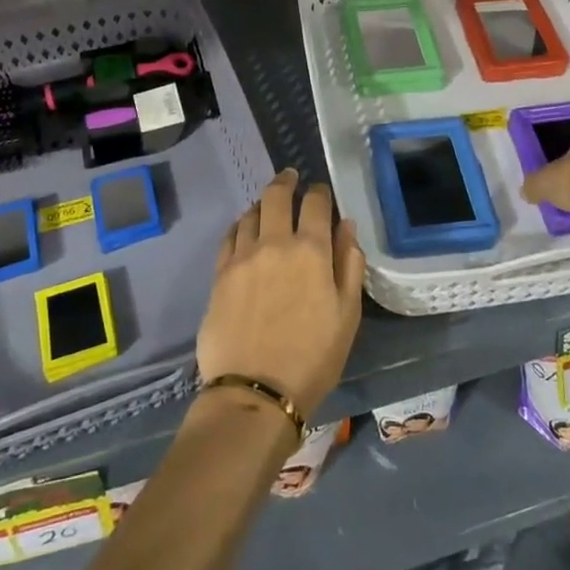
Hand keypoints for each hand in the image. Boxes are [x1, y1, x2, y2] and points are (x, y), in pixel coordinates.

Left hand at [198, 169, 364, 419]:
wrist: (255, 391)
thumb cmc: (313, 357)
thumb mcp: (347, 314)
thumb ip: (349, 264)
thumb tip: (346, 226)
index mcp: (312, 250)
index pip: (316, 203)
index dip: (321, 192)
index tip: (322, 192)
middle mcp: (275, 243)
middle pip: (278, 196)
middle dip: (287, 181)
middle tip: (291, 177)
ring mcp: (243, 257)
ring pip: (251, 213)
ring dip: (263, 202)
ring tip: (268, 204)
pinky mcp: (220, 274)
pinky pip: (229, 236)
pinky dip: (240, 225)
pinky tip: (244, 229)